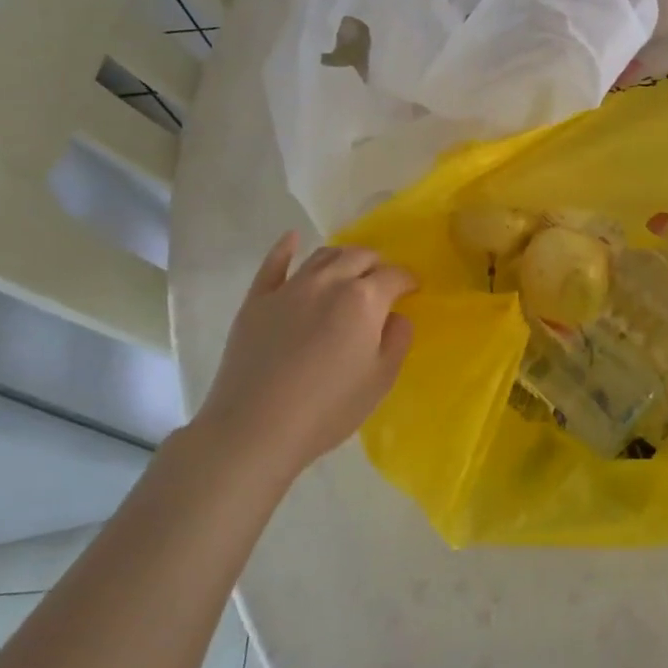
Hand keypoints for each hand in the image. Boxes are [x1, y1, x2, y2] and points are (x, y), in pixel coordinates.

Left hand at [196, 234, 415, 476]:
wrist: (255, 428)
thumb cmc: (327, 408)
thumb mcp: (380, 380)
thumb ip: (397, 340)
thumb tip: (395, 316)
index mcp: (364, 299)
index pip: (394, 275)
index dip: (407, 280)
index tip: (413, 289)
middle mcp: (329, 282)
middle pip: (359, 256)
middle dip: (377, 264)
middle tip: (382, 281)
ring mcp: (289, 288)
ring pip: (323, 255)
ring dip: (343, 257)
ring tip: (349, 269)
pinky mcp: (257, 300)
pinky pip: (274, 264)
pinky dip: (286, 248)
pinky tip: (292, 239)